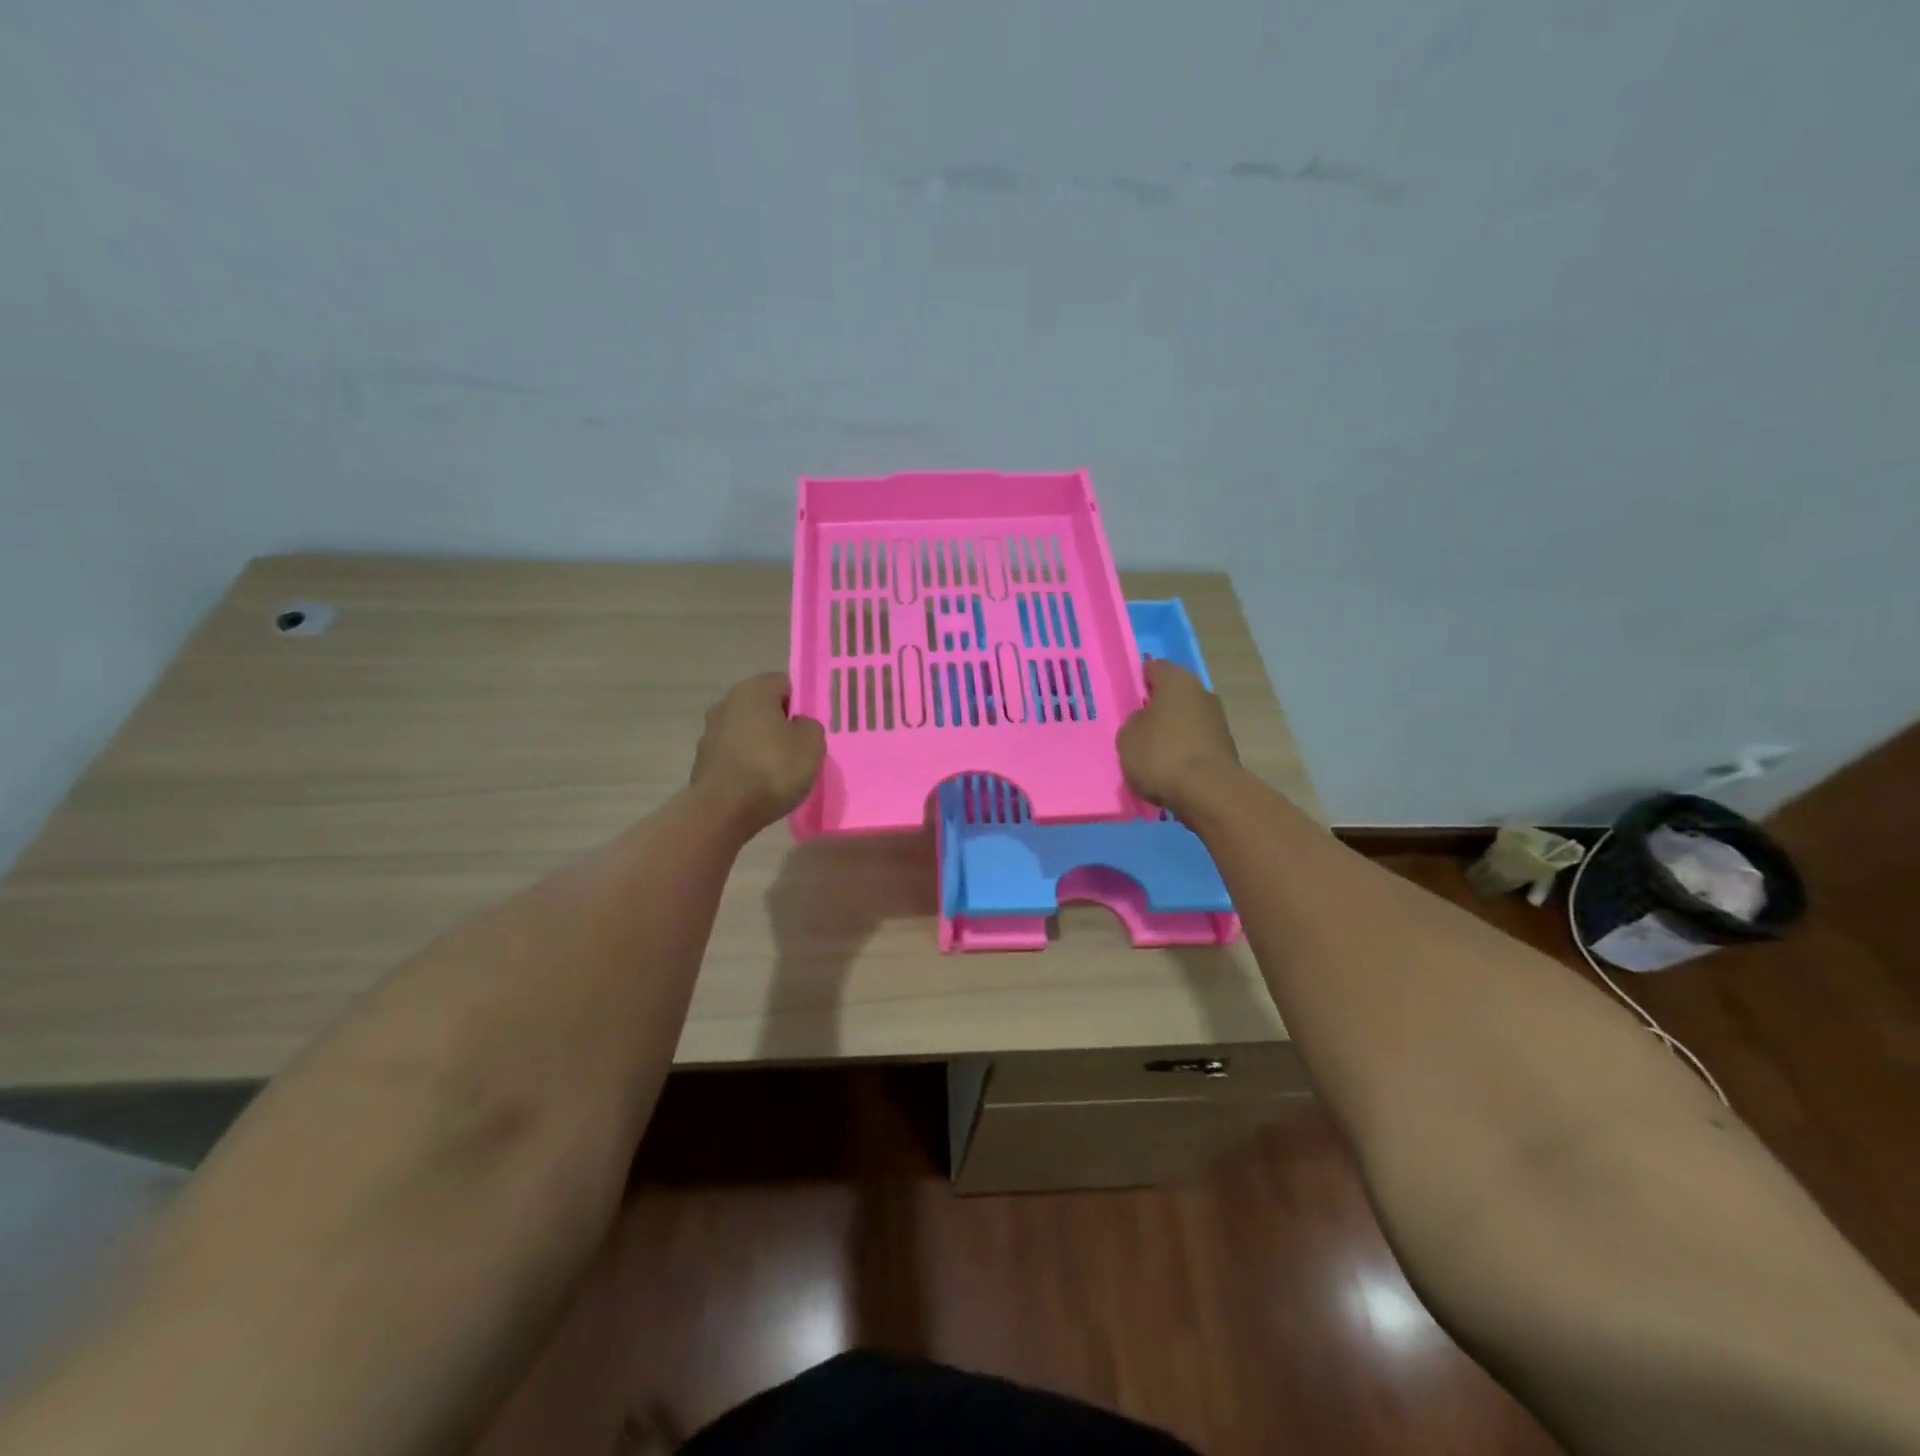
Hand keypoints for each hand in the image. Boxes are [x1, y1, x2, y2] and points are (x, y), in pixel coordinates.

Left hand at [690, 673, 825, 828]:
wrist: (724, 810)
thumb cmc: (773, 768)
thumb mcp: (812, 743)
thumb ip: (810, 726)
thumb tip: (798, 725)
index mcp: (753, 690)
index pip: (785, 684)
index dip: (803, 703)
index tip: (813, 726)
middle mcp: (726, 703)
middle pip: (763, 707)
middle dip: (781, 724)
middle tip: (801, 748)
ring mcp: (710, 732)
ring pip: (747, 732)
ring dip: (762, 744)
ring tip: (780, 770)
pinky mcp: (703, 760)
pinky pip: (735, 755)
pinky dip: (747, 764)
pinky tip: (760, 784)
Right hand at [1117, 659, 1241, 812]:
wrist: (1208, 793)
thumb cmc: (1161, 754)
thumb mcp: (1127, 737)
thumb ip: (1134, 722)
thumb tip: (1147, 721)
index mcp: (1176, 681)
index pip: (1154, 668)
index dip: (1138, 681)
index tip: (1127, 700)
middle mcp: (1202, 693)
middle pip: (1173, 695)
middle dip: (1157, 708)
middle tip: (1137, 728)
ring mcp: (1218, 721)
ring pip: (1186, 720)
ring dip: (1172, 732)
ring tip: (1152, 755)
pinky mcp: (1225, 748)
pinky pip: (1196, 743)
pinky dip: (1184, 752)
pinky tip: (1170, 770)